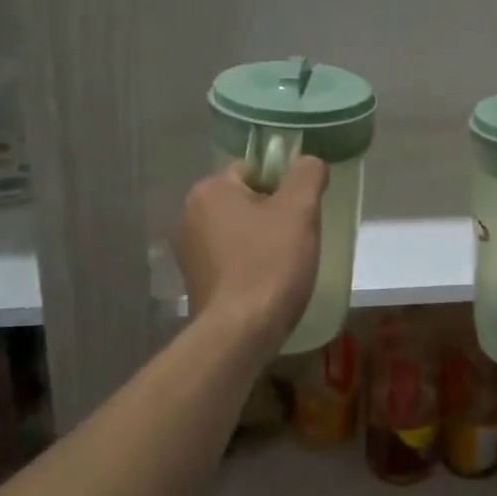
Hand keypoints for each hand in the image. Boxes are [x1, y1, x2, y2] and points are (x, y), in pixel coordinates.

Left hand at [172, 156, 327, 344]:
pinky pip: (228, 258)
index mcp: (209, 190)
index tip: (300, 213)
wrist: (241, 332)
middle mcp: (188, 214)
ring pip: (237, 230)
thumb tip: (309, 163)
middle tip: (296, 239)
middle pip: (244, 200)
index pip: (253, 170)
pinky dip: (246, 264)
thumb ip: (307, 174)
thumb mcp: (300, 210)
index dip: (282, 187)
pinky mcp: (193, 280)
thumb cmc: (270, 263)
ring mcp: (187, 251)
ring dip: (259, 240)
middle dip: (271, 215)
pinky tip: (264, 283)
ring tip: (283, 265)